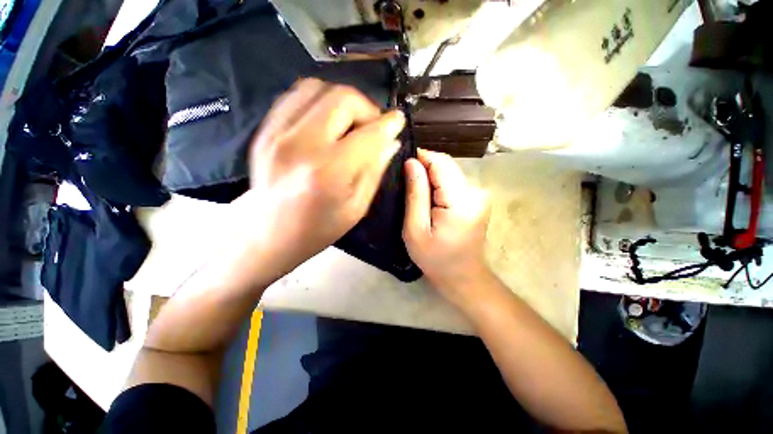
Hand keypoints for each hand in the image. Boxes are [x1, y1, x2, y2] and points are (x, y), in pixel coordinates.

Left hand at [238, 78, 404, 274]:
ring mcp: (277, 133)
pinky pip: (295, 96)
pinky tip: (327, 120)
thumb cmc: (318, 228)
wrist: (269, 234)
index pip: (368, 134)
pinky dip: (319, 101)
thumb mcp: (356, 207)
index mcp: (329, 171)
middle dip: (367, 108)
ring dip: (343, 101)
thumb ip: (374, 170)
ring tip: (350, 122)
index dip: (389, 124)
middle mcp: (301, 144)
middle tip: (372, 127)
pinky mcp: (265, 130)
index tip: (398, 120)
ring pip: (318, 88)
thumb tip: (391, 142)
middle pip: (342, 99)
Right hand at [402, 149, 491, 306]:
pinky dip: (439, 184)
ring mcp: (480, 195)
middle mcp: (476, 192)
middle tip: (405, 179)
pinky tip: (429, 196)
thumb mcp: (415, 230)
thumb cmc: (435, 259)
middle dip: (424, 166)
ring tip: (415, 189)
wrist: (463, 276)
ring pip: (450, 171)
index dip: (421, 157)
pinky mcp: (477, 199)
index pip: (440, 163)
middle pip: (447, 164)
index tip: (402, 163)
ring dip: (431, 175)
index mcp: (461, 201)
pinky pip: (454, 181)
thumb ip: (415, 194)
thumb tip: (411, 162)